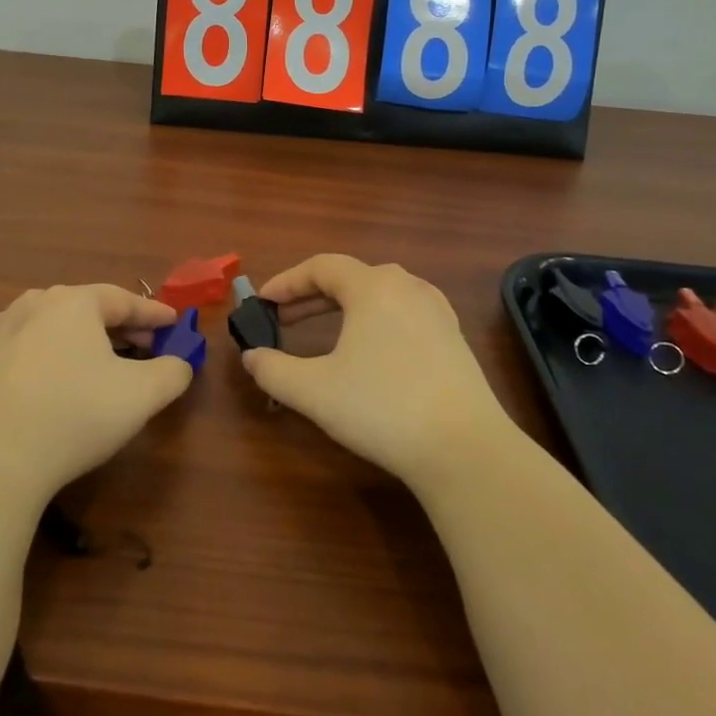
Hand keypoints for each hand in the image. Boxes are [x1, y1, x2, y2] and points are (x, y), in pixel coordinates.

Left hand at [0, 284, 190, 500]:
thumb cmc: (76, 414)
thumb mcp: (142, 395)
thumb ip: (172, 373)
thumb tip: (181, 363)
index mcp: (76, 302)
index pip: (124, 301)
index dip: (153, 313)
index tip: (174, 322)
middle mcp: (36, 303)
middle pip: (87, 308)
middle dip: (119, 325)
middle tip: (145, 346)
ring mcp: (1, 329)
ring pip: (51, 321)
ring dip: (78, 334)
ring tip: (96, 354)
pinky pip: (17, 341)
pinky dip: (38, 346)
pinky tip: (41, 360)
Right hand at [241, 255, 511, 491]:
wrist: (464, 449)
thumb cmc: (382, 408)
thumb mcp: (315, 391)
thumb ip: (274, 370)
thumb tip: (250, 357)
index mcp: (373, 287)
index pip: (321, 267)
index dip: (286, 282)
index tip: (262, 302)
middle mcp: (407, 287)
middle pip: (351, 276)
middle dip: (312, 295)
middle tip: (284, 319)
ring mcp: (437, 311)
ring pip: (381, 292)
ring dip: (346, 306)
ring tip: (324, 328)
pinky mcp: (454, 338)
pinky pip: (404, 312)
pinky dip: (376, 319)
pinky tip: (373, 347)